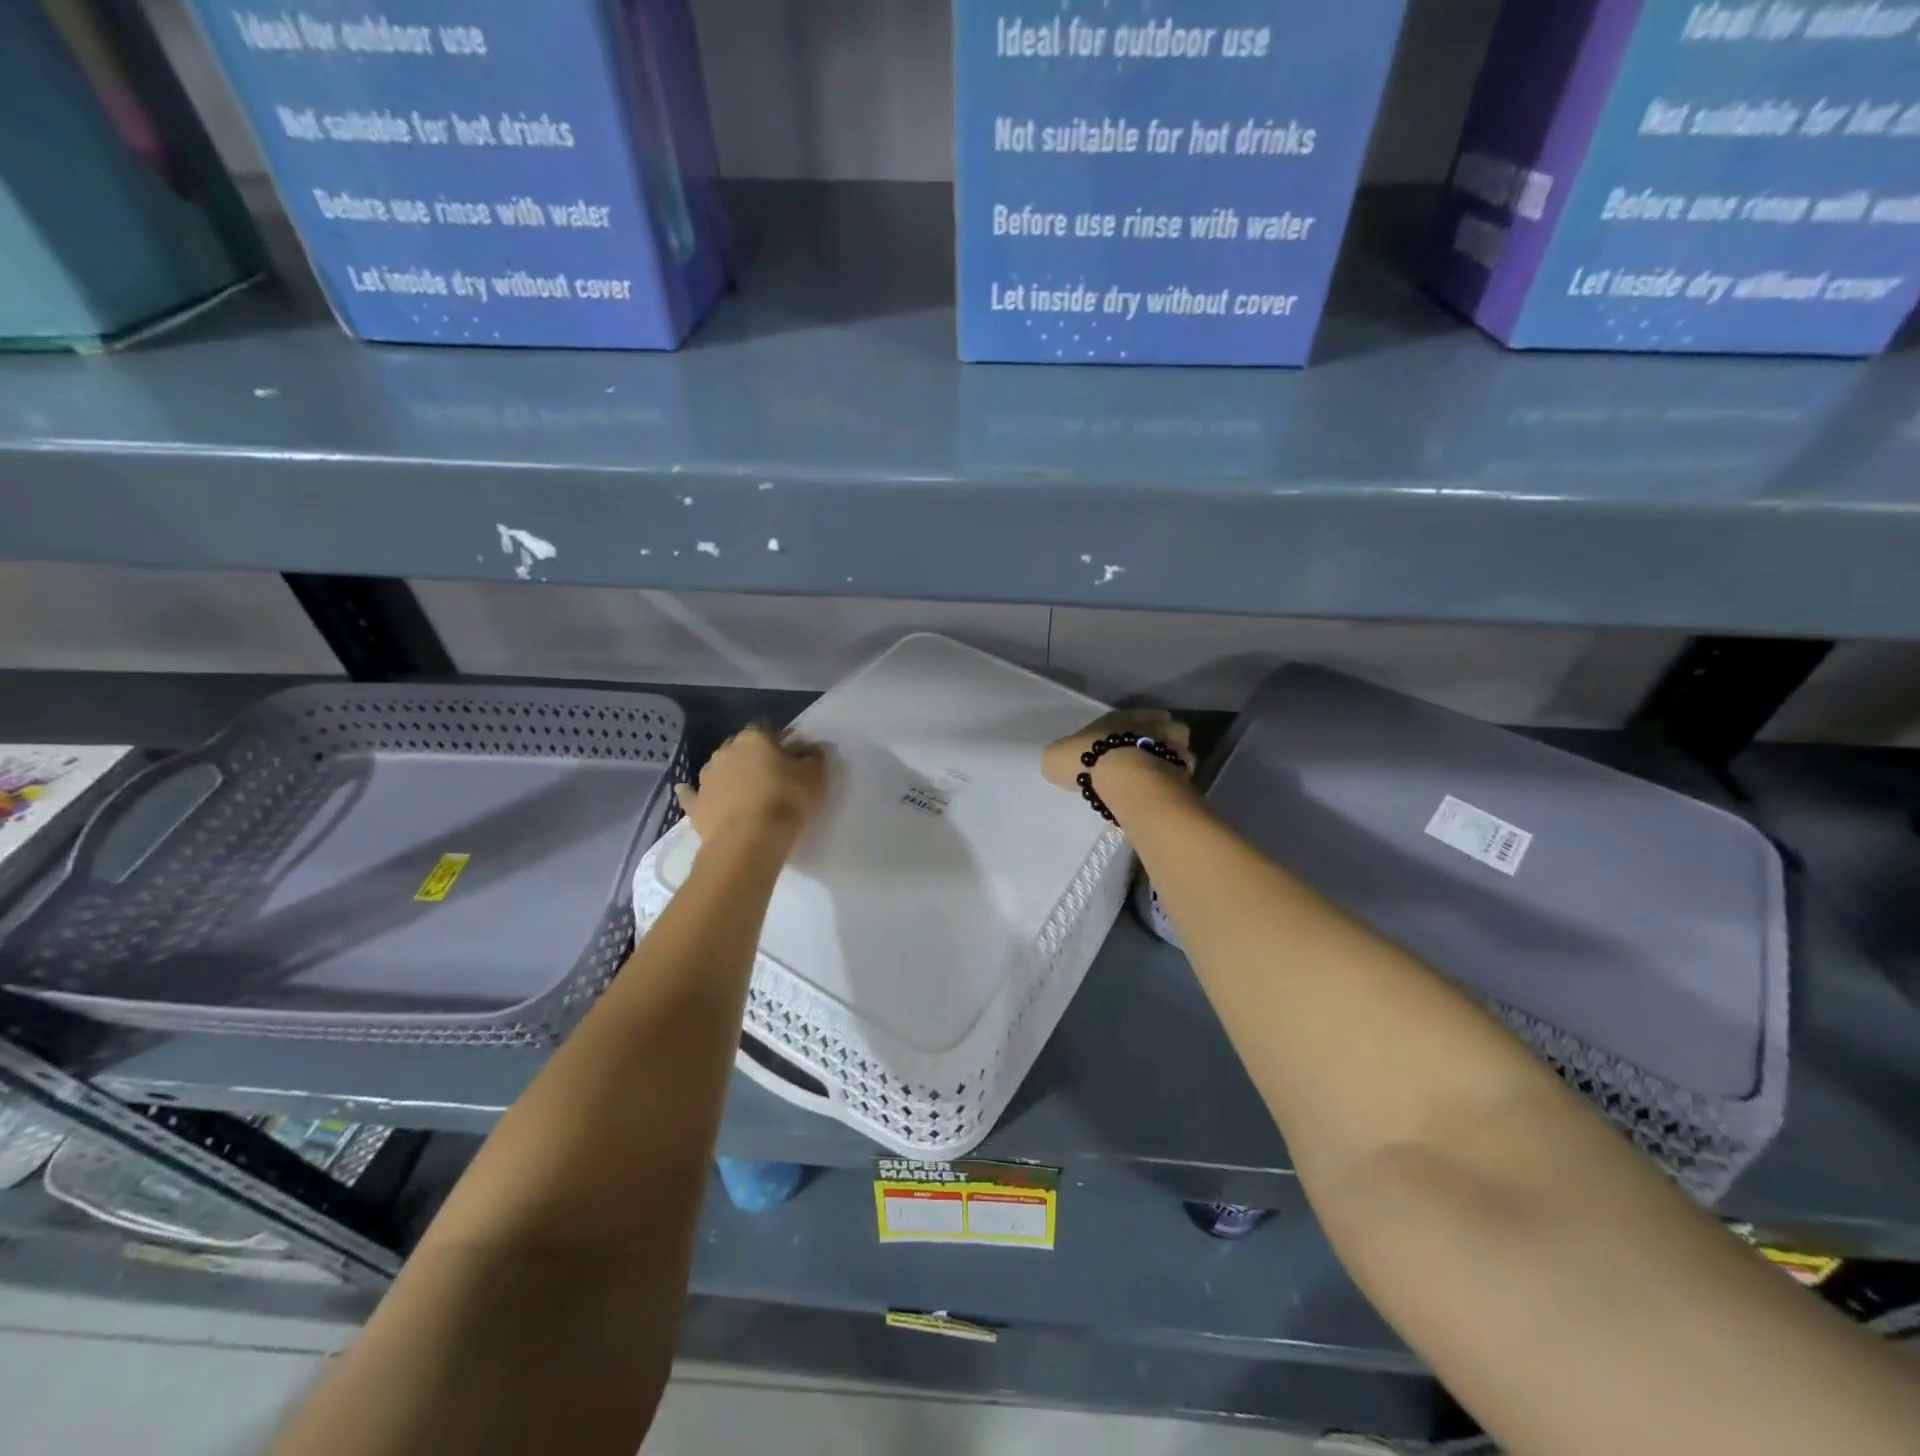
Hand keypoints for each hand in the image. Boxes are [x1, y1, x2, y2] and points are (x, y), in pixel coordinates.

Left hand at [675, 725, 827, 848]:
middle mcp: (726, 751)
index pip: (766, 730)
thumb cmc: (786, 801)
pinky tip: (687, 792)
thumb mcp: (814, 777)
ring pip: (718, 768)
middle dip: (752, 756)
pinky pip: (692, 795)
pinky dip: (693, 793)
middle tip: (770, 773)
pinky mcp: (695, 805)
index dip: (779, 741)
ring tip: (743, 790)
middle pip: (740, 747)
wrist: (748, 841)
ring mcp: (706, 778)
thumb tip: (815, 747)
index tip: (790, 754)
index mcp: (754, 739)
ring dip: (728, 774)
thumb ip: (815, 758)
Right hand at [1042, 709, 1194, 799]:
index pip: (1127, 717)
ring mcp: (1173, 747)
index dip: (1122, 732)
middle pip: (1161, 728)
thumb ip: (1062, 757)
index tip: (1115, 747)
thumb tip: (1061, 764)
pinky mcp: (1185, 772)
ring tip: (1155, 780)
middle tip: (1141, 761)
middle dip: (1155, 741)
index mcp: (1120, 716)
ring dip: (1169, 762)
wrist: (1126, 779)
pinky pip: (1180, 776)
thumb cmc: (1088, 758)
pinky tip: (1162, 795)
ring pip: (1178, 751)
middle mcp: (1152, 725)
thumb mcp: (1057, 756)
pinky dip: (1174, 784)